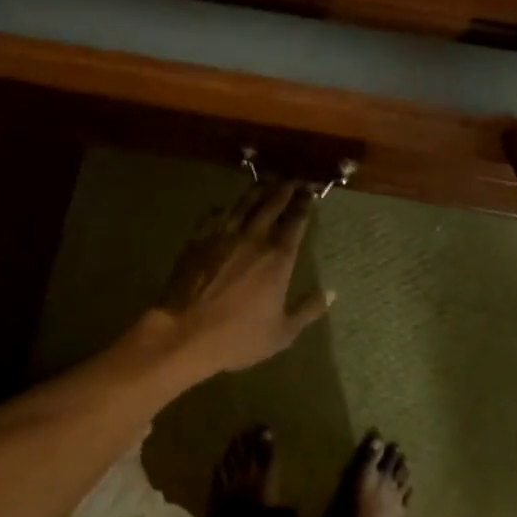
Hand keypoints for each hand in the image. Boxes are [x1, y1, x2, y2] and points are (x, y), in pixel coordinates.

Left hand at [151, 180, 332, 375]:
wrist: (184, 332)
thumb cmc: (237, 337)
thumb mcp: (282, 333)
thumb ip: (308, 310)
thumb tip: (331, 292)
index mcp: (278, 258)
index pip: (296, 221)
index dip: (304, 204)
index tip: (310, 191)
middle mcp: (253, 238)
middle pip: (271, 204)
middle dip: (285, 189)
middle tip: (293, 179)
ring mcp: (223, 235)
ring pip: (244, 203)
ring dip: (258, 190)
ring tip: (267, 181)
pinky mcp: (199, 239)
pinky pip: (216, 215)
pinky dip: (227, 207)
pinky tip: (228, 206)